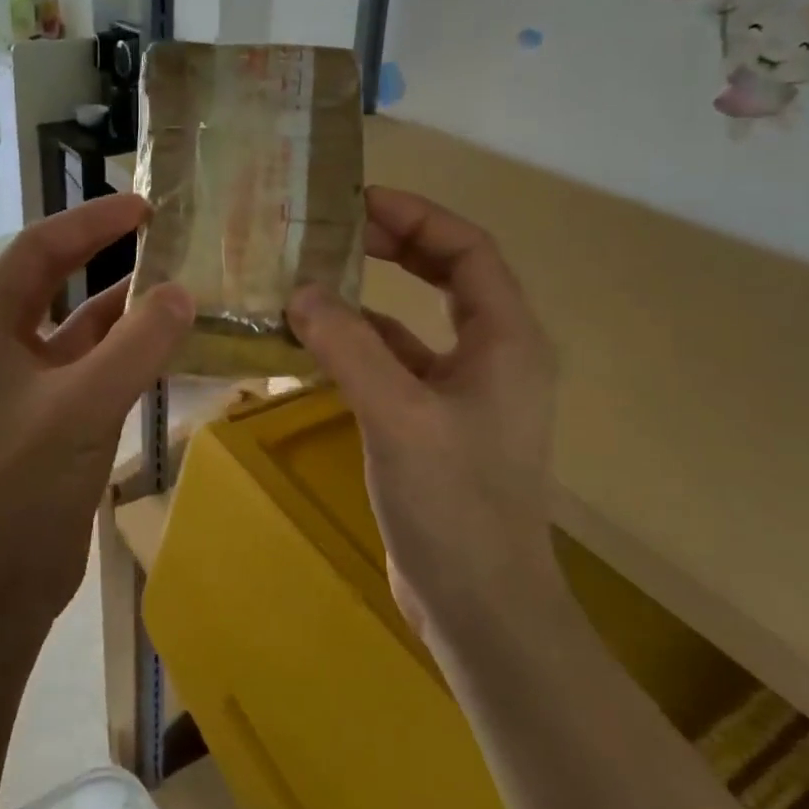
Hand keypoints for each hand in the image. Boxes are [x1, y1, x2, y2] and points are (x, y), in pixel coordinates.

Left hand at [0, 195, 194, 623]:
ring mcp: (18, 382)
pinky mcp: (43, 414)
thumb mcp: (86, 404)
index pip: (39, 249)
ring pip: (74, 325)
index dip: (91, 221)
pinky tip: (162, 344)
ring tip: (173, 284)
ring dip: (119, 305)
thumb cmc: (25, 483)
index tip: (144, 206)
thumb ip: (138, 344)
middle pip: (52, 278)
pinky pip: (86, 363)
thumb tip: (183, 292)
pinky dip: (121, 349)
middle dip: (101, 252)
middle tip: (158, 232)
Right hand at [288, 187, 559, 637]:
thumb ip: (349, 346)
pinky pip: (396, 366)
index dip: (417, 217)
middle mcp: (493, 356)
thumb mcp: (398, 416)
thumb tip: (302, 291)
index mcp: (506, 339)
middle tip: (333, 231)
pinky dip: (359, 347)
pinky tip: (314, 346)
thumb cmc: (453, 504)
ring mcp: (464, 393)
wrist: (480, 605)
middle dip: (394, 247)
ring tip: (312, 280)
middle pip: (448, 276)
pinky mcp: (434, 425)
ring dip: (369, 299)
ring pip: (416, 323)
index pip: (468, 250)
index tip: (359, 202)